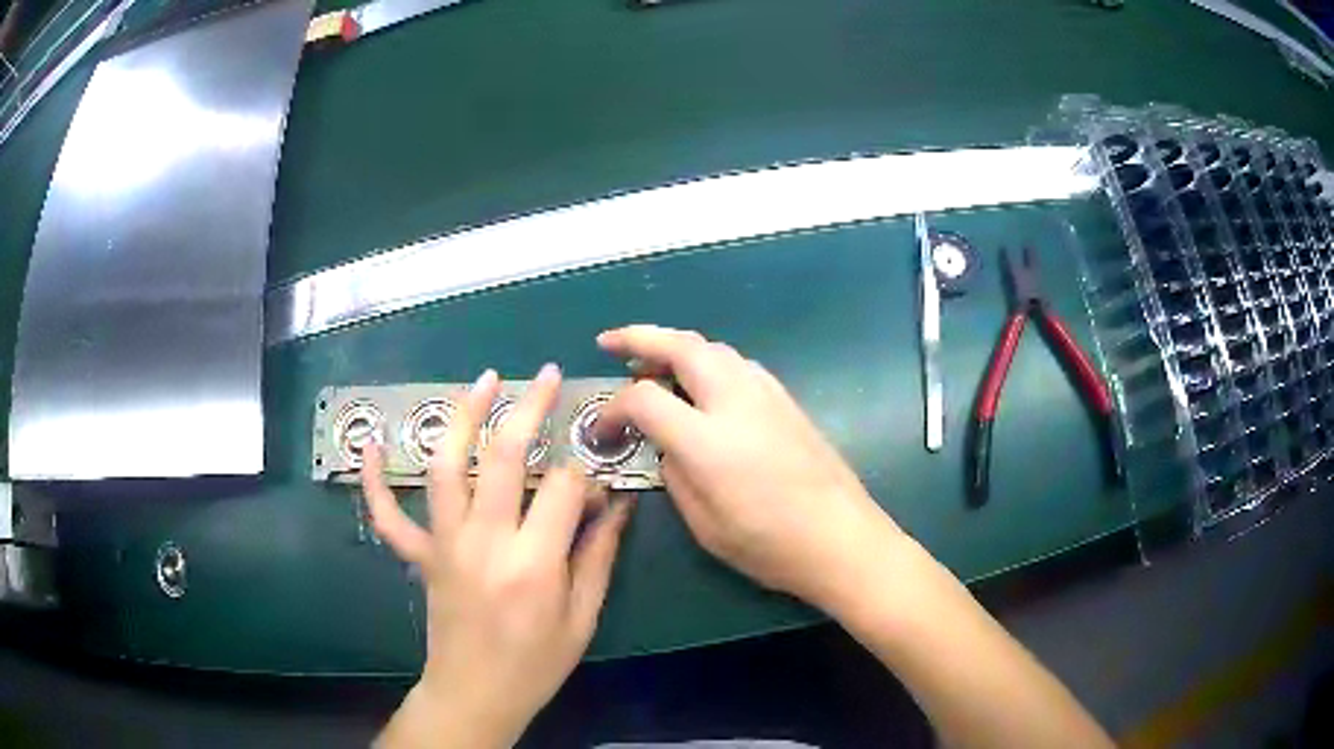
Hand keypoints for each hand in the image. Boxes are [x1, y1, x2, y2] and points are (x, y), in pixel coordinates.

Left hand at [363, 365, 632, 748]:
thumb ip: (598, 557)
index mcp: (534, 564)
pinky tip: (372, 444)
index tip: (598, 483)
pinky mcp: (420, 556)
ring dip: (462, 416)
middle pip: (504, 455)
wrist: (476, 694)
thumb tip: (617, 506)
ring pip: (446, 465)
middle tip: (547, 375)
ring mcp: (444, 544)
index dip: (587, 475)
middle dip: (529, 407)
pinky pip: (389, 514)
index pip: (565, 488)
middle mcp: (484, 542)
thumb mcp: (582, 619)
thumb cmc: (536, 664)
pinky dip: (375, 479)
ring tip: (483, 380)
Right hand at [597, 325, 899, 608]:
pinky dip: (707, 361)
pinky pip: (737, 364)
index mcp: (708, 438)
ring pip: (712, 348)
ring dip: (675, 346)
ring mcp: (766, 394)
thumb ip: (675, 476)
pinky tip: (701, 385)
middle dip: (639, 337)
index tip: (602, 430)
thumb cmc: (769, 544)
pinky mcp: (786, 399)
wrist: (841, 538)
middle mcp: (735, 400)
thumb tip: (667, 446)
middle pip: (681, 345)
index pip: (644, 398)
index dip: (613, 409)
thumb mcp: (704, 525)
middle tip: (609, 343)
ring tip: (651, 363)